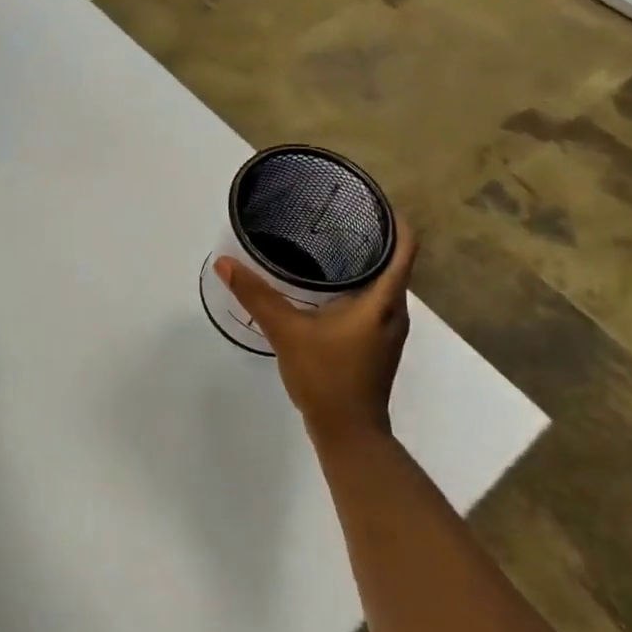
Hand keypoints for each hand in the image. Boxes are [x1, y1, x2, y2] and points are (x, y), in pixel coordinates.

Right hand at [214, 215, 416, 445]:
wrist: (349, 434)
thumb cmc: (327, 377)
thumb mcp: (287, 332)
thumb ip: (256, 295)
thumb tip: (225, 263)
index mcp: (384, 300)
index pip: (405, 246)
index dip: (395, 218)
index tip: (371, 197)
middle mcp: (395, 311)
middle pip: (395, 261)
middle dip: (373, 234)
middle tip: (338, 214)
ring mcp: (389, 330)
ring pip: (385, 282)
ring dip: (365, 261)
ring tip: (330, 242)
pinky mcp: (378, 344)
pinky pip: (375, 300)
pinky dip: (358, 285)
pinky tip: (327, 286)